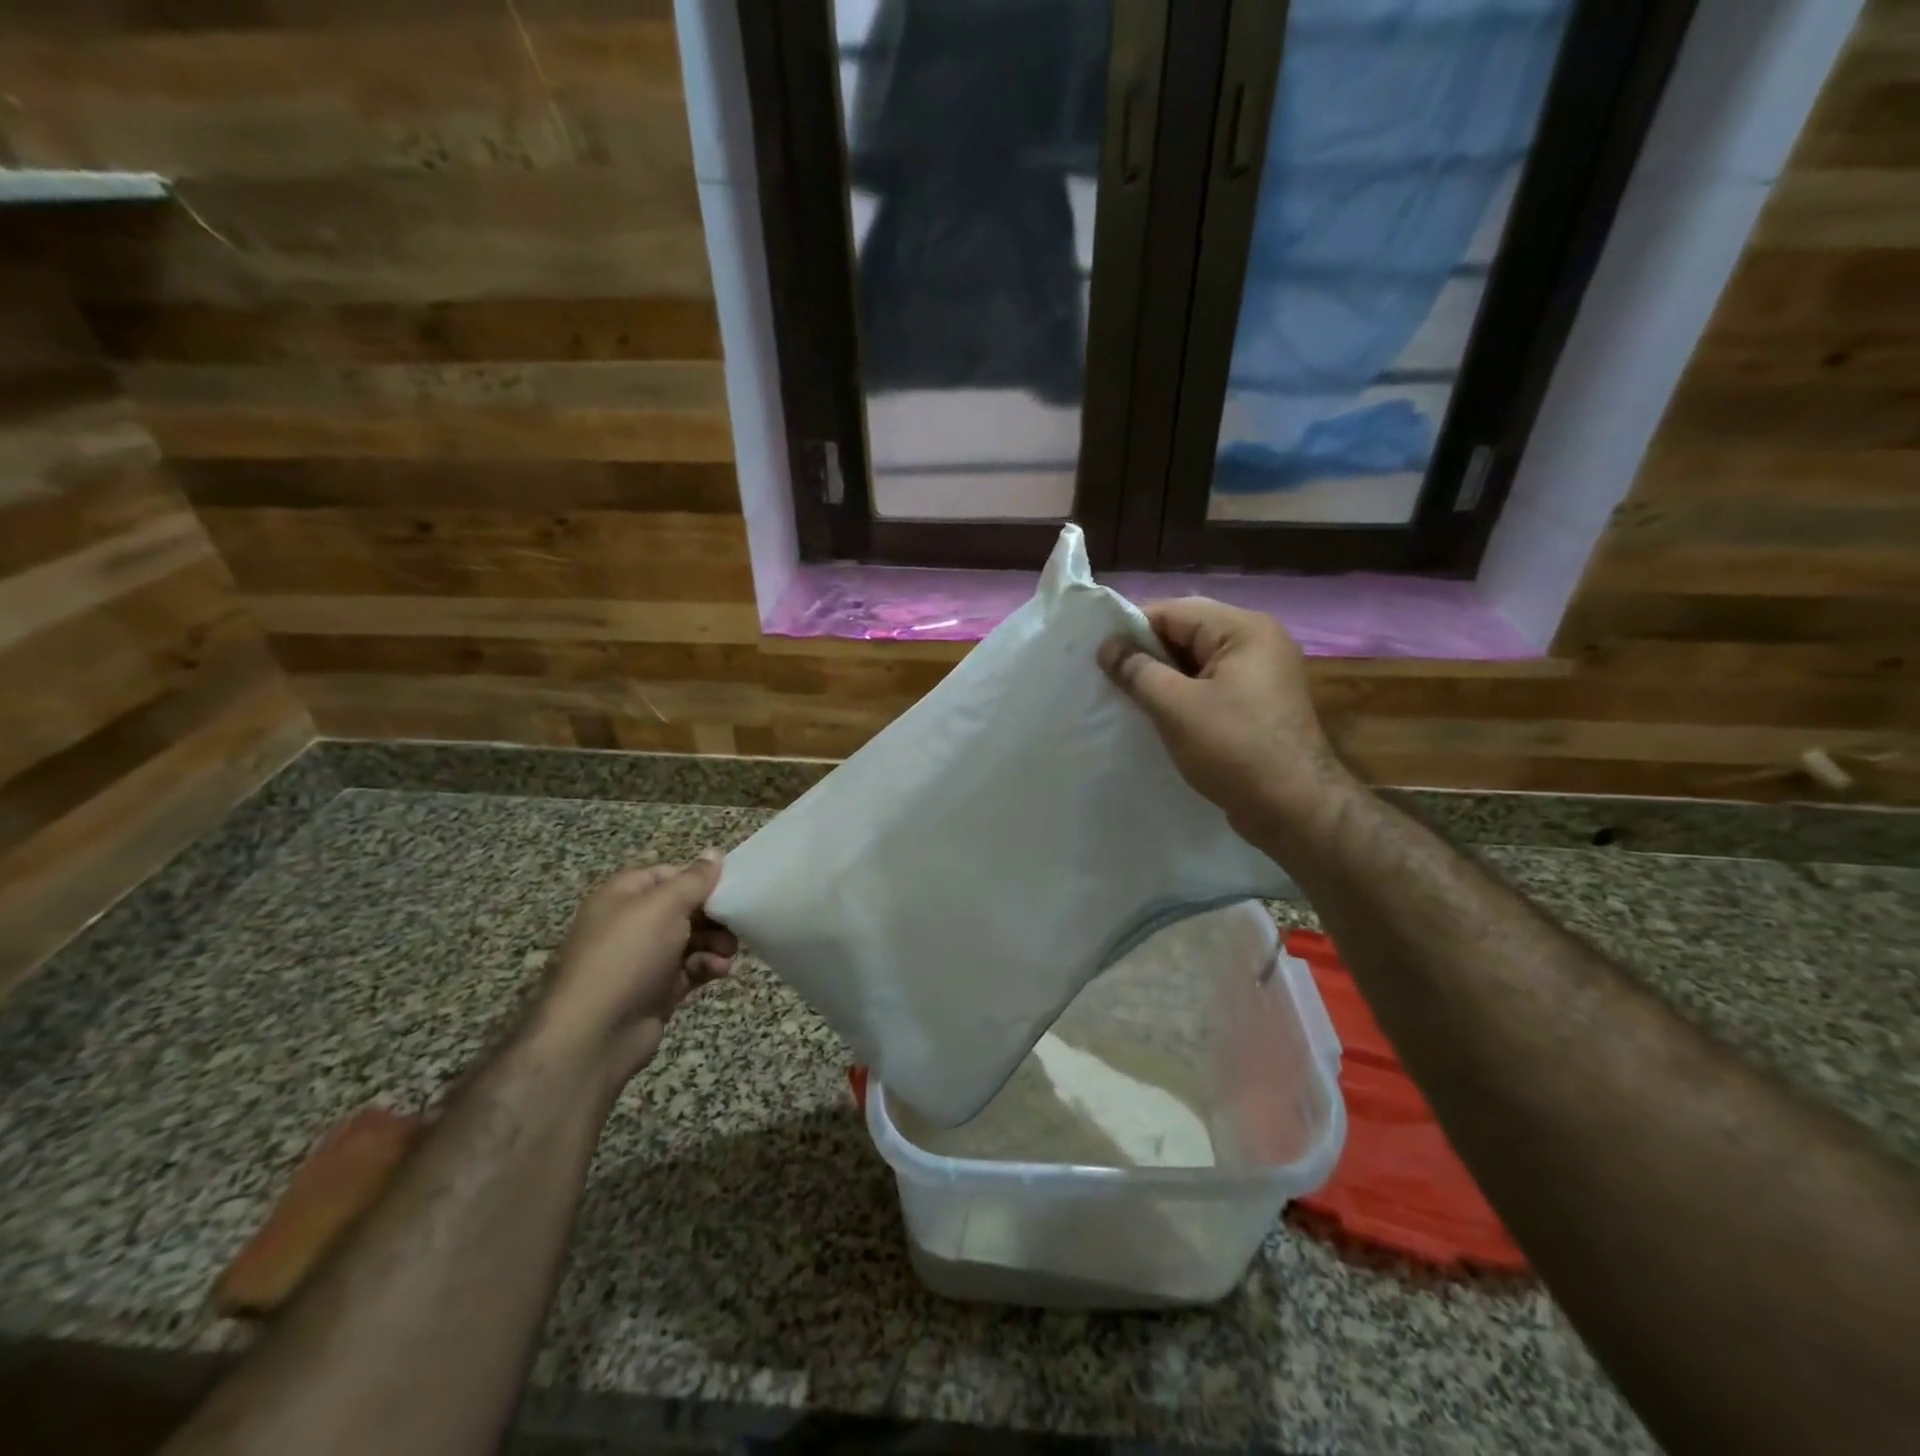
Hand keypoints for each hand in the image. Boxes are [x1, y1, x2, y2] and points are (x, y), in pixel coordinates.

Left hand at [528, 856, 737, 1090]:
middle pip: (685, 907)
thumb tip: (715, 852)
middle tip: (737, 922)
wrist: (594, 1034)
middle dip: (715, 914)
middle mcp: (632, 923)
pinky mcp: (657, 989)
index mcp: (624, 896)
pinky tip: (719, 971)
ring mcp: (644, 959)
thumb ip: (694, 879)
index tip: (732, 885)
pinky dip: (708, 967)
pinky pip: (691, 969)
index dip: (700, 877)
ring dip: (716, 942)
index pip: (669, 874)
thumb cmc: (628, 956)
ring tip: (728, 953)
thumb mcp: (664, 906)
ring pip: (692, 939)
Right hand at [1100, 598, 1355, 836]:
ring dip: (1163, 676)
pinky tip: (1158, 715)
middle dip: (1147, 653)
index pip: (1174, 611)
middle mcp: (1258, 641)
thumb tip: (1107, 647)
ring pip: (1198, 662)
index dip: (1132, 628)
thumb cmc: (1233, 748)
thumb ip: (1137, 671)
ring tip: (1127, 697)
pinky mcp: (1259, 704)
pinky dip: (1183, 695)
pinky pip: (1212, 685)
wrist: (1293, 808)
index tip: (1098, 654)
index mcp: (1244, 629)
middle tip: (1108, 677)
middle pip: (1188, 632)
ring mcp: (1263, 674)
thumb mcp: (1175, 706)